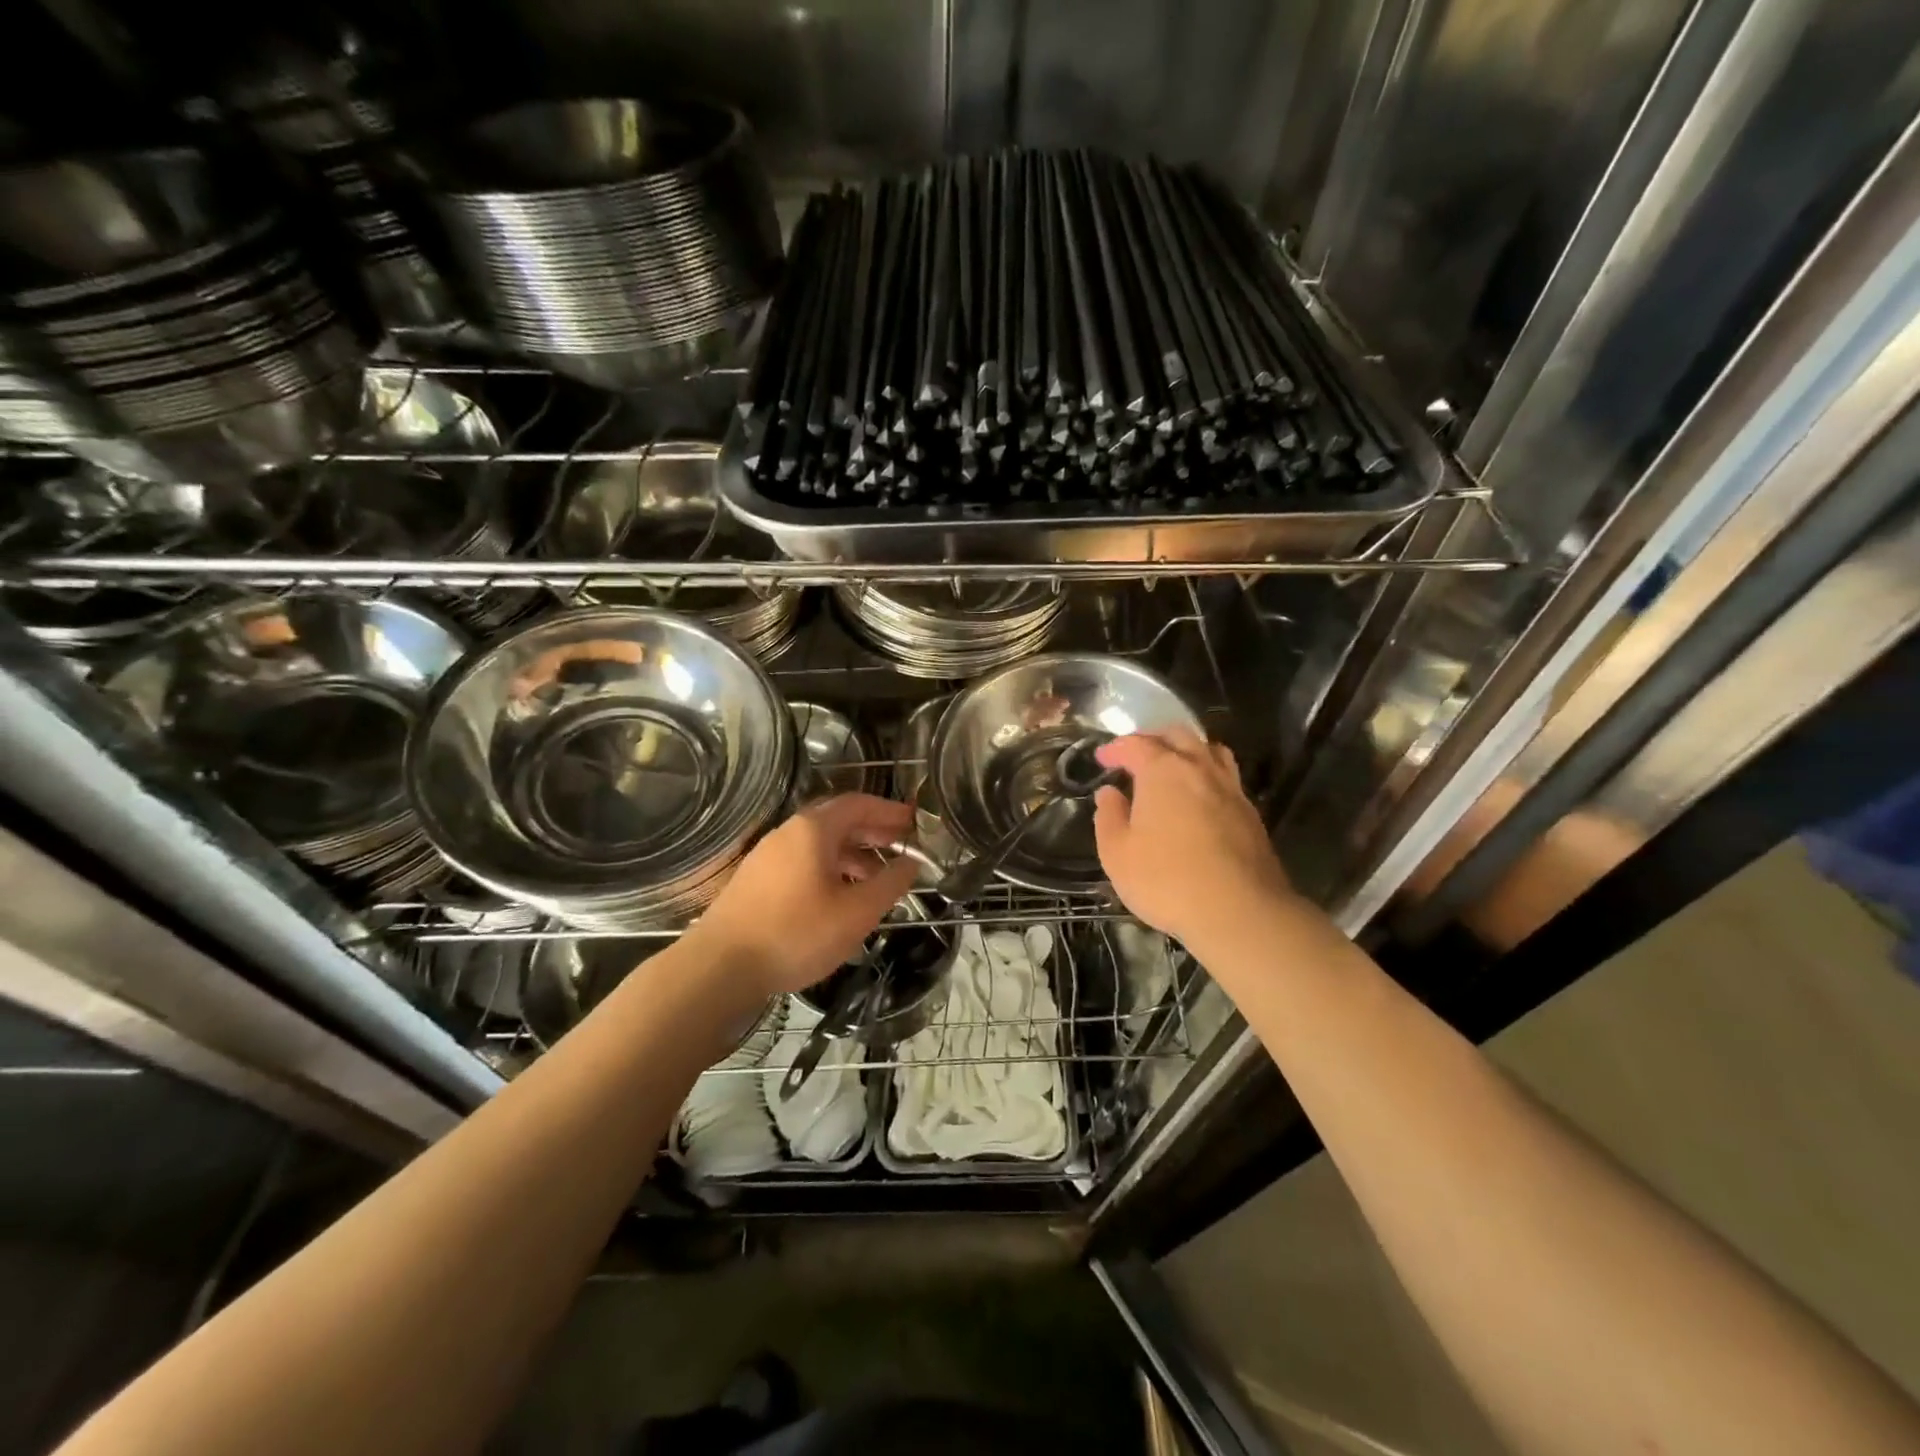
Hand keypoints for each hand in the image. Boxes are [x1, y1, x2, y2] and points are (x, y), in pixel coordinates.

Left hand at [683, 793, 920, 999]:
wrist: (719, 967)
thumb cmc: (795, 934)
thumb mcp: (855, 913)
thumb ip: (889, 884)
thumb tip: (911, 863)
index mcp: (812, 830)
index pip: (858, 803)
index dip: (889, 810)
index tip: (914, 822)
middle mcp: (788, 833)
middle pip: (837, 820)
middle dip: (872, 830)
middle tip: (901, 845)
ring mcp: (768, 856)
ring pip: (819, 843)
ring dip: (852, 853)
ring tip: (877, 877)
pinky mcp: (756, 880)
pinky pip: (802, 861)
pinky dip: (829, 868)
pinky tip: (839, 896)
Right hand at [1093, 729, 1293, 946]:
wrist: (1239, 912)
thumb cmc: (1166, 880)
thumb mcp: (1117, 854)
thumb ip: (1109, 817)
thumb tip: (1110, 793)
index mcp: (1163, 771)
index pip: (1136, 744)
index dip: (1115, 748)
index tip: (1102, 759)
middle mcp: (1199, 769)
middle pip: (1178, 735)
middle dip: (1153, 739)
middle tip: (1136, 755)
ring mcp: (1230, 789)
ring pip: (1209, 750)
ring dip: (1187, 750)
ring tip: (1173, 766)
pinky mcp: (1250, 813)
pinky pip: (1226, 777)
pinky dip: (1208, 775)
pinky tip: (1200, 798)